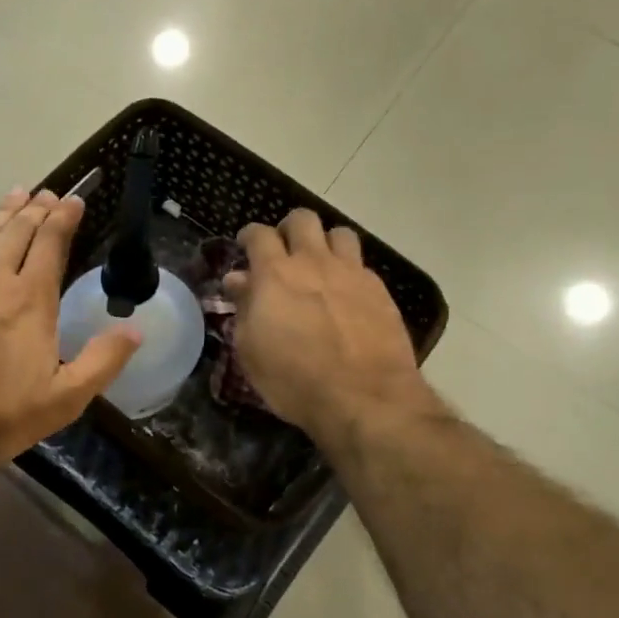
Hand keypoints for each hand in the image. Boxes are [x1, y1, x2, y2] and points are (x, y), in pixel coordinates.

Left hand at [0, 189, 140, 471]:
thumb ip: (102, 361)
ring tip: (14, 196)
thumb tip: (136, 329)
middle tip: (46, 193)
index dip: (63, 218)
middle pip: (16, 231)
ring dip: (1, 213)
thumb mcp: (63, 400)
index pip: (50, 243)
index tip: (73, 200)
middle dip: (35, 208)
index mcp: (29, 299)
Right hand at [227, 210, 429, 441]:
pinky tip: (346, 294)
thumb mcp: (251, 350)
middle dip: (289, 229)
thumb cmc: (294, 380)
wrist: (365, 397)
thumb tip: (238, 279)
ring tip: (320, 264)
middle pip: (303, 220)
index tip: (245, 245)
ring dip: (325, 242)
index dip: (249, 235)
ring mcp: (352, 273)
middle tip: (284, 250)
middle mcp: (314, 262)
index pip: (259, 234)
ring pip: (339, 233)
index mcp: (275, 274)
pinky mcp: (379, 290)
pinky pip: (361, 264)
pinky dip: (349, 271)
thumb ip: (244, 308)